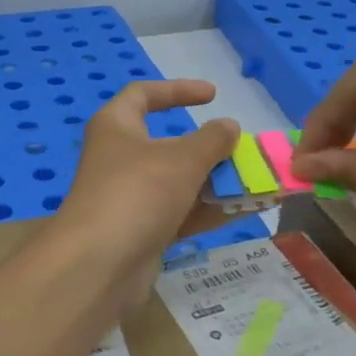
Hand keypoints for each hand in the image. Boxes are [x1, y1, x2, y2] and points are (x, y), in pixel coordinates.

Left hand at [55, 80, 239, 307]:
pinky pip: (178, 213)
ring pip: (177, 182)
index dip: (178, 89)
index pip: (143, 94)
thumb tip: (228, 126)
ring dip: (214, 183)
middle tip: (243, 152)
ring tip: (256, 184)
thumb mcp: (182, 159)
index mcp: (116, 126)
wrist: (99, 266)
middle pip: (168, 144)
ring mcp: (128, 197)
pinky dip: (206, 211)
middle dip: (209, 149)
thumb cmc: (137, 193)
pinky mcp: (138, 231)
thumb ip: (212, 140)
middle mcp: (119, 158)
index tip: (213, 95)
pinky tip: (242, 211)